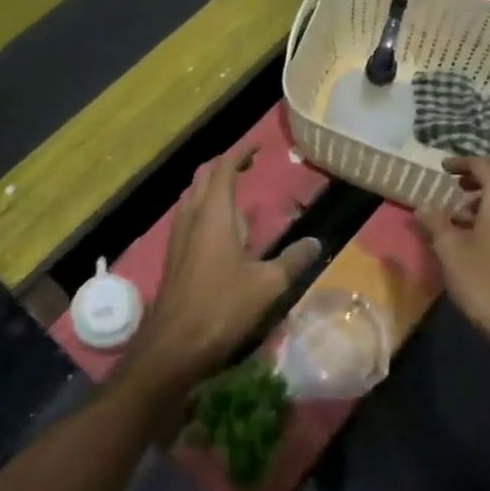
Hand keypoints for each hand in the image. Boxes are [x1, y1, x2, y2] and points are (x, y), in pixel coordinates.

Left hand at [127, 148, 321, 394]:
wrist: (174, 344)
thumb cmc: (222, 306)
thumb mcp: (268, 284)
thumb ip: (293, 260)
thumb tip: (315, 242)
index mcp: (214, 213)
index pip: (224, 168)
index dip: (240, 153)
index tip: (259, 146)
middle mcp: (192, 216)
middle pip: (204, 176)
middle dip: (224, 164)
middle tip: (248, 164)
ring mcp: (178, 235)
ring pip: (192, 195)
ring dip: (211, 185)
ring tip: (235, 189)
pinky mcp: (174, 255)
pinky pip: (188, 215)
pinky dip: (204, 206)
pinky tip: (219, 227)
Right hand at [418, 156, 489, 356]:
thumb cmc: (482, 281)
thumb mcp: (449, 249)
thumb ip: (435, 221)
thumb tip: (422, 206)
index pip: (485, 165)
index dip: (462, 162)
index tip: (444, 168)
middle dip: (483, 172)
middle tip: (459, 183)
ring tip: (466, 213)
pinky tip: (487, 235)